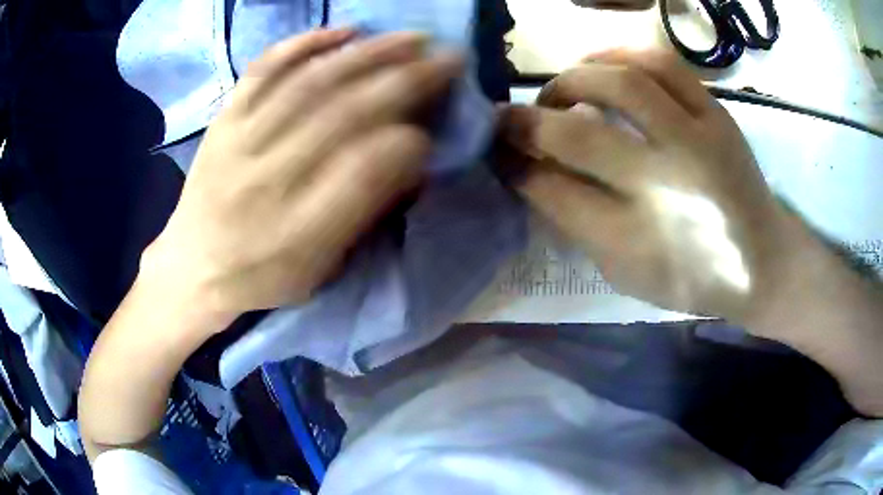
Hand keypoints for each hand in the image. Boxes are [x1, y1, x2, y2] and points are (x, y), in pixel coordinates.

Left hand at [142, 29, 462, 322]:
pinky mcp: (224, 120)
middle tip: (448, 59)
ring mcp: (240, 142)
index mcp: (297, 232)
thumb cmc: (260, 275)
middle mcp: (267, 180)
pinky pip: (263, 71)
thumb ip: (362, 213)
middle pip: (343, 114)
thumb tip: (409, 154)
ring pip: (311, 83)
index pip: (364, 170)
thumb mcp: (318, 269)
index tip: (433, 131)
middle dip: (406, 80)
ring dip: (368, 54)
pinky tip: (343, 31)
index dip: (408, 142)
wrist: (192, 266)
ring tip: (411, 38)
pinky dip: (303, 44)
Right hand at [498, 50, 798, 320]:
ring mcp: (698, 140)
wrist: (763, 262)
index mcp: (639, 241)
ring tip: (561, 91)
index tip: (492, 148)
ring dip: (573, 79)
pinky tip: (603, 64)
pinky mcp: (716, 114)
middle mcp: (667, 186)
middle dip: (527, 121)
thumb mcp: (626, 271)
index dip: (512, 163)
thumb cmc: (693, 278)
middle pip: (579, 134)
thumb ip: (575, 220)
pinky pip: (661, 63)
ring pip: (621, 82)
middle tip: (511, 117)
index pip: (553, 191)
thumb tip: (527, 168)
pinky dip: (619, 54)